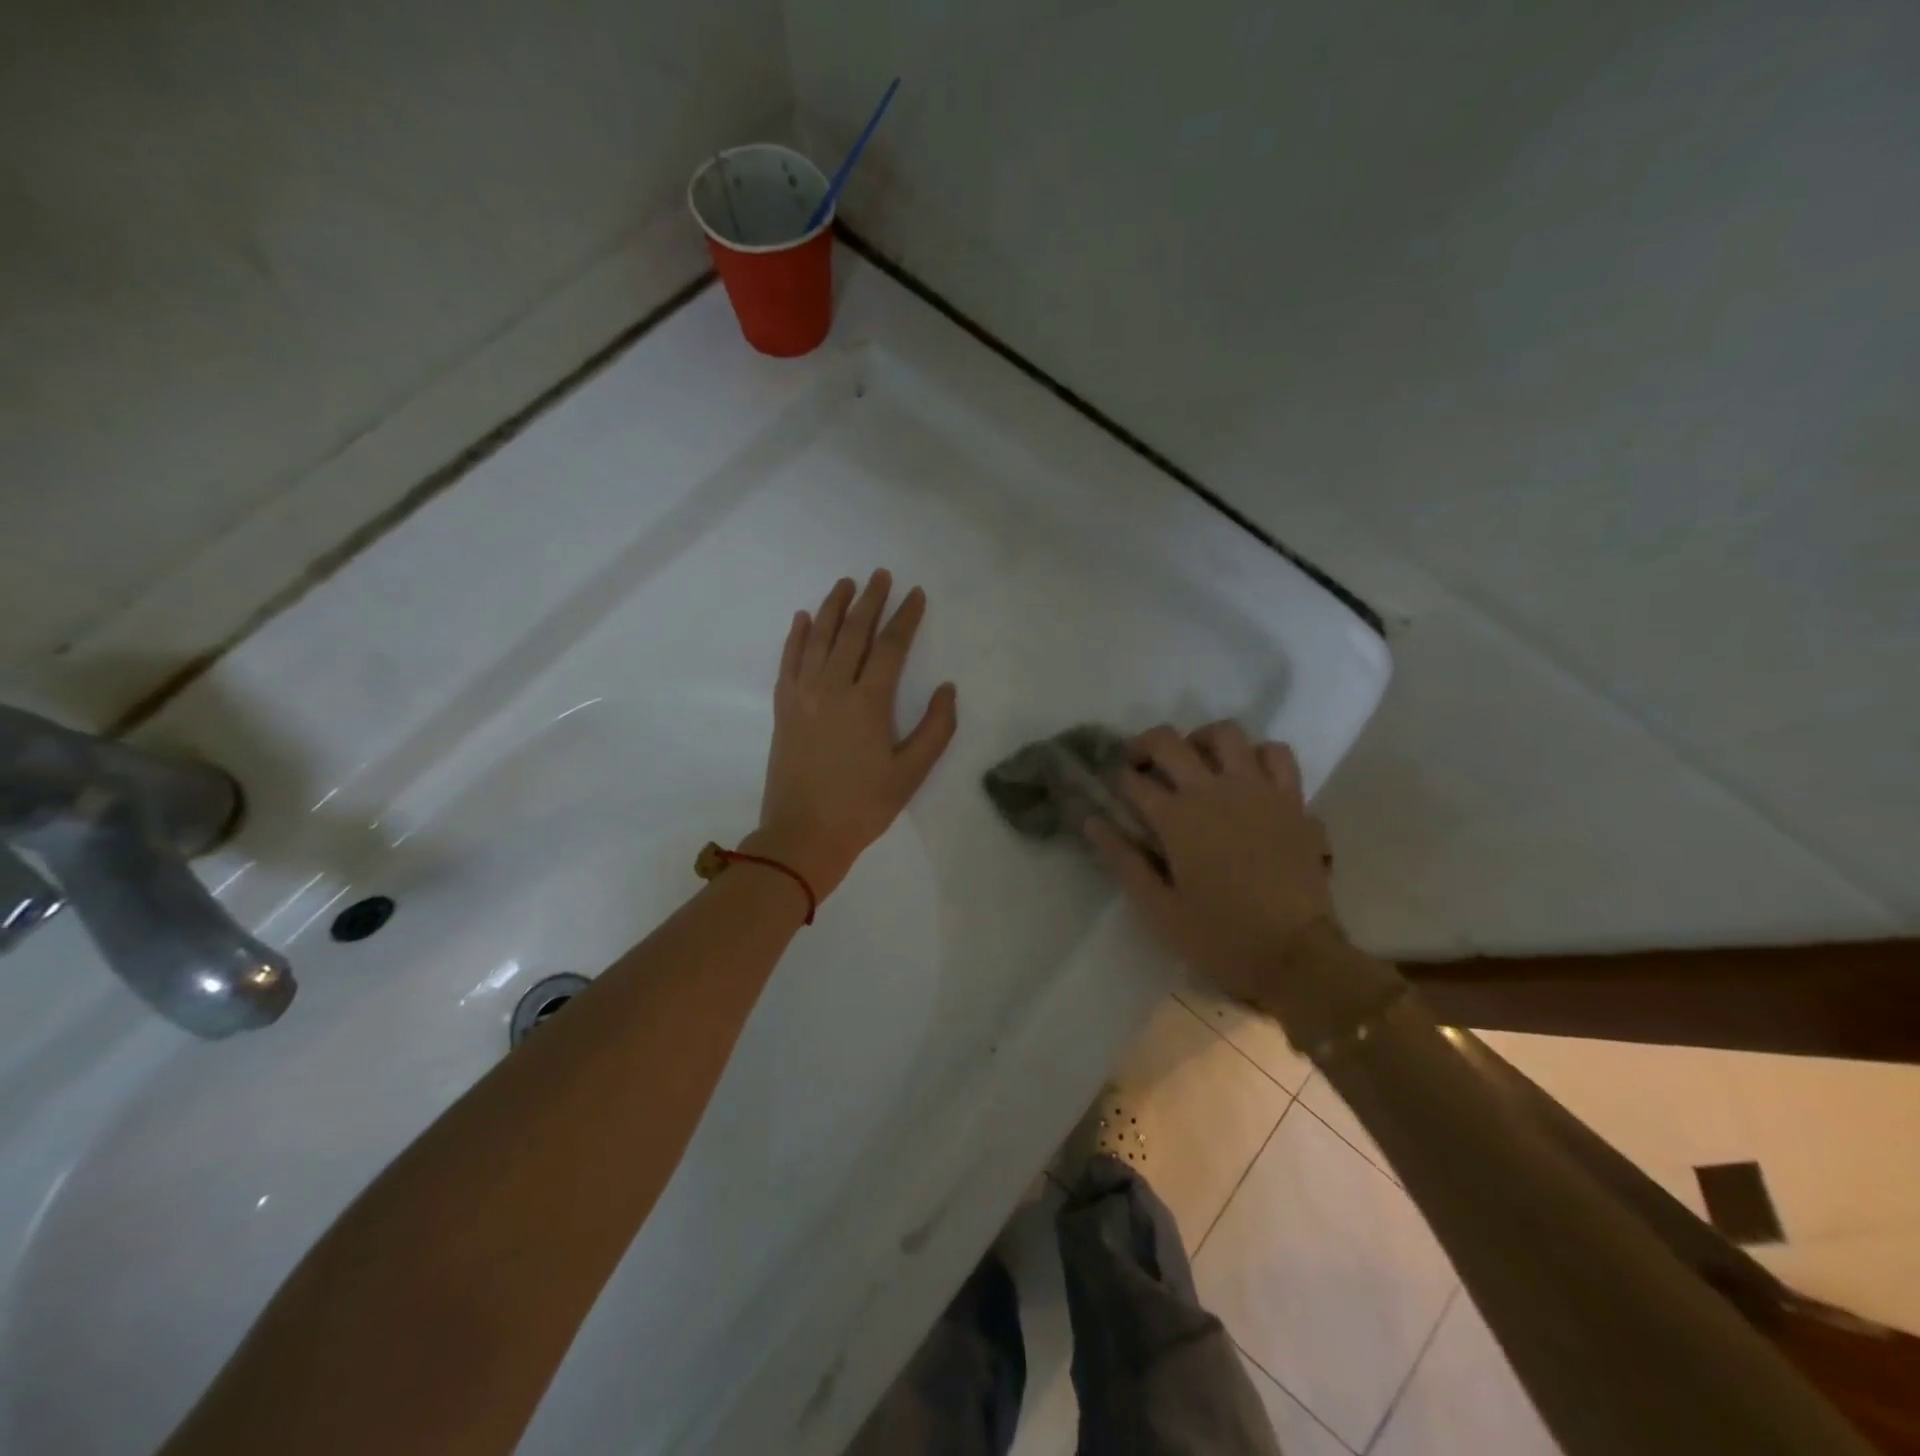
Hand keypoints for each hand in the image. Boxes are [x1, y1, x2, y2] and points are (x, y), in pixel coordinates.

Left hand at [754, 571, 957, 899]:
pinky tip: (804, 618)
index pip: (890, 647)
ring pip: (819, 638)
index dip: (905, 618)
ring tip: (846, 583)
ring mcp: (803, 695)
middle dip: (870, 600)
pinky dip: (797, 636)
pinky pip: (789, 660)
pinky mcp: (784, 707)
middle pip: (853, 632)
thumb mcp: (911, 774)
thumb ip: (935, 729)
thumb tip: (947, 689)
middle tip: (880, 575)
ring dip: (833, 607)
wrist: (803, 835)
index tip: (915, 595)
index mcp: (869, 702)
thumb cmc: (863, 807)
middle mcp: (833, 688)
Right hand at [1087, 722, 1337, 1003]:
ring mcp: (1256, 789)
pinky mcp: (1291, 798)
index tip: (1114, 790)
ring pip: (1225, 733)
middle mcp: (1212, 790)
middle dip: (1145, 746)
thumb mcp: (1159, 908)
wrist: (1297, 954)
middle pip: (1169, 741)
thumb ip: (1123, 860)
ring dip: (1202, 740)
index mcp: (1176, 818)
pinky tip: (1248, 774)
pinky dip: (1258, 754)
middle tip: (1142, 766)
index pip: (1133, 781)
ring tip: (1197, 762)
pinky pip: (1276, 754)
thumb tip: (1092, 821)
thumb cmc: (1220, 936)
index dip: (1117, 780)